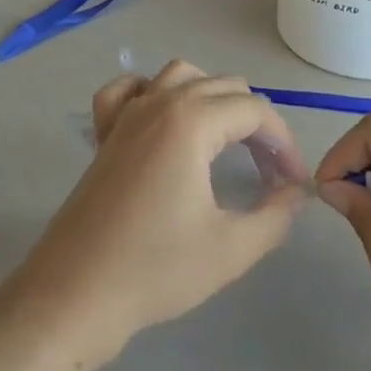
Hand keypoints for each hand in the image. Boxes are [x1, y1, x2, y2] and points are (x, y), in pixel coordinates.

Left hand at [4, 60, 308, 367]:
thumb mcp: (230, 249)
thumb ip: (275, 215)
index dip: (284, 142)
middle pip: (224, 87)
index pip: (255, 111)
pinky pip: (130, 89)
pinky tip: (163, 120)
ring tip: (227, 139)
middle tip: (269, 171)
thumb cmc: (155, 270)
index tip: (294, 183)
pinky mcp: (105, 133)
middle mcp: (160, 102)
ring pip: (181, 75)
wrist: (74, 295)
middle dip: (255, 122)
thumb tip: (296, 192)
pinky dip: (153, 92)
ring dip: (212, 97)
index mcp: (191, 121)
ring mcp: (127, 113)